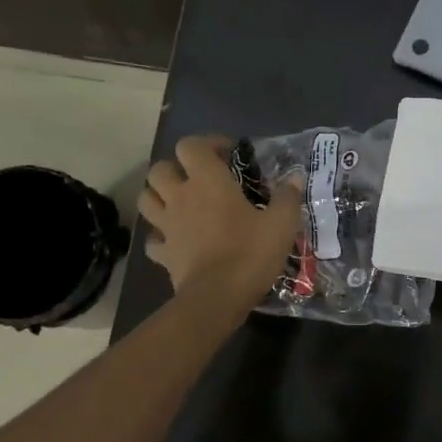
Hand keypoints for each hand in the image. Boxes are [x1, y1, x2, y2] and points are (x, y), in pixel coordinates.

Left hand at [139, 136, 304, 309]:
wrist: (218, 297)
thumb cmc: (250, 253)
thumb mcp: (282, 223)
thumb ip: (288, 197)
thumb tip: (295, 179)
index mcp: (208, 181)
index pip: (191, 145)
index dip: (207, 144)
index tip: (228, 155)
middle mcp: (180, 196)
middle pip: (160, 169)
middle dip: (176, 168)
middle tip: (199, 179)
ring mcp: (167, 226)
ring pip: (146, 198)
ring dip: (159, 195)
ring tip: (180, 203)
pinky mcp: (163, 253)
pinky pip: (153, 238)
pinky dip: (161, 235)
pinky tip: (176, 239)